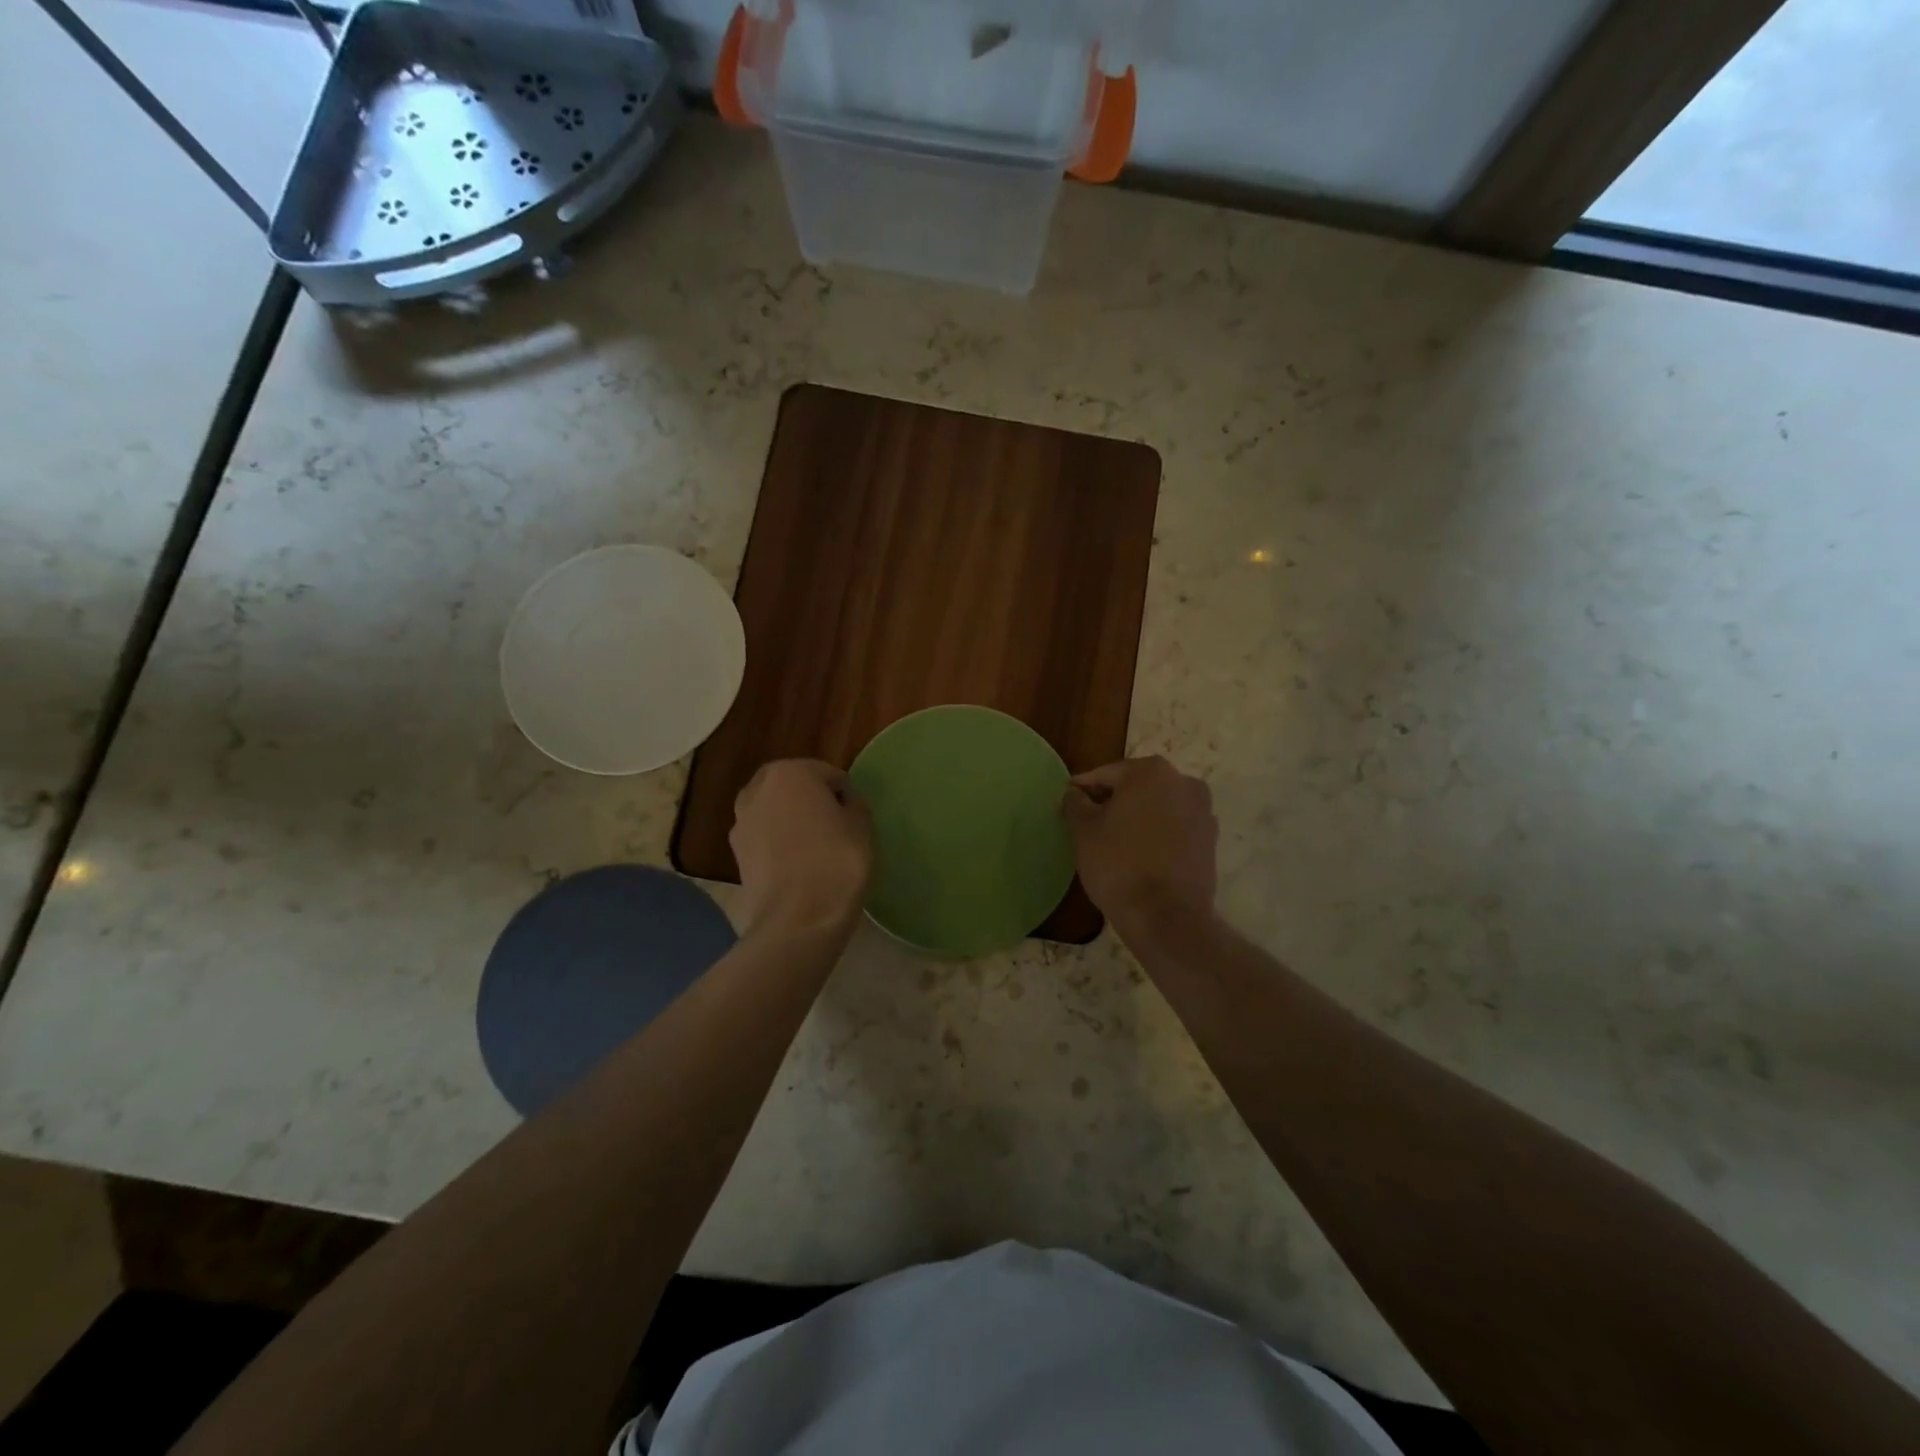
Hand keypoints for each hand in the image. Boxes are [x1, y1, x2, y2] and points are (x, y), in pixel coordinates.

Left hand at [730, 759, 872, 938]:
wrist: (799, 919)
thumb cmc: (836, 862)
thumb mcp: (862, 826)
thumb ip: (854, 804)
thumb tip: (844, 804)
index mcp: (790, 773)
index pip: (828, 774)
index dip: (845, 794)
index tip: (854, 817)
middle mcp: (757, 789)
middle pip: (794, 787)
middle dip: (812, 801)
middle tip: (835, 827)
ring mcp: (741, 822)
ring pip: (775, 812)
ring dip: (791, 821)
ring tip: (815, 848)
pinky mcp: (735, 854)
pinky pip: (764, 838)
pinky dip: (778, 844)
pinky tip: (797, 866)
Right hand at [1062, 756, 1216, 929]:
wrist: (1167, 917)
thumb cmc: (1118, 864)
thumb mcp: (1083, 831)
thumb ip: (1075, 803)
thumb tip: (1074, 793)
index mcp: (1150, 771)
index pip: (1106, 774)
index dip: (1084, 789)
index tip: (1069, 804)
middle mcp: (1183, 782)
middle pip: (1136, 786)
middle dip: (1113, 801)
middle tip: (1089, 823)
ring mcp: (1202, 811)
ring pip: (1158, 806)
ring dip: (1137, 817)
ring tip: (1114, 841)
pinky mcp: (1211, 840)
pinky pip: (1175, 828)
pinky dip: (1157, 834)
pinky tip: (1140, 855)